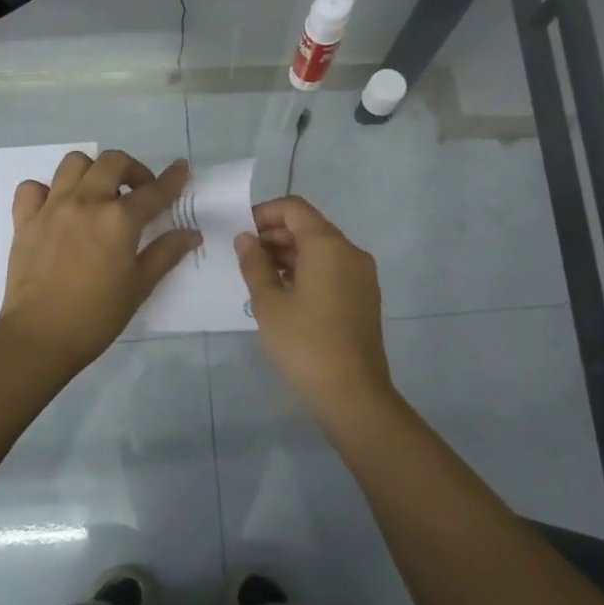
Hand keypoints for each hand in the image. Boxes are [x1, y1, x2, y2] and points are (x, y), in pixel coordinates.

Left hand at [0, 151, 199, 373]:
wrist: (39, 336)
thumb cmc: (97, 316)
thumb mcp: (140, 286)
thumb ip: (166, 253)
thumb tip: (191, 234)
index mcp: (119, 219)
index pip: (154, 191)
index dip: (173, 178)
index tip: (181, 168)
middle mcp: (87, 201)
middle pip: (113, 162)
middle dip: (132, 169)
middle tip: (138, 192)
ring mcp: (52, 207)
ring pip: (74, 163)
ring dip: (92, 171)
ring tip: (98, 193)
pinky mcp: (25, 220)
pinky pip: (32, 187)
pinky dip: (47, 190)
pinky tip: (56, 207)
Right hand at [234, 196, 393, 421]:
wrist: (354, 395)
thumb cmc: (305, 345)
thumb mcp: (269, 304)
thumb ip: (254, 264)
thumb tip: (245, 238)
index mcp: (328, 246)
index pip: (294, 208)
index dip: (264, 213)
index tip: (240, 233)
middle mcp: (350, 252)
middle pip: (309, 226)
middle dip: (275, 234)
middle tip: (244, 257)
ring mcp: (361, 275)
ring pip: (321, 248)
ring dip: (289, 254)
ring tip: (259, 277)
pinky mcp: (364, 296)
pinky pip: (332, 268)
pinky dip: (307, 270)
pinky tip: (284, 293)